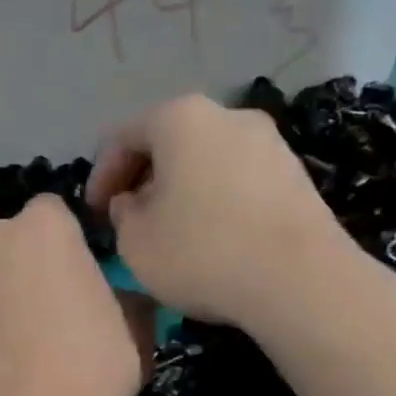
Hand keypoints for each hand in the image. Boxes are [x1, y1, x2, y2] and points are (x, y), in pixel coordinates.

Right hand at [86, 94, 344, 326]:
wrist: (301, 280)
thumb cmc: (203, 253)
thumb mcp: (135, 242)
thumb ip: (122, 215)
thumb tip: (133, 202)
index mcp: (180, 119)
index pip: (123, 136)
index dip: (101, 175)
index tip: (94, 214)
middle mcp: (227, 115)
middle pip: (169, 141)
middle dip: (143, 179)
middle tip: (129, 219)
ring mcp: (269, 142)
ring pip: (206, 159)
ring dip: (180, 189)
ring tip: (170, 230)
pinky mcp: (296, 174)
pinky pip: (238, 179)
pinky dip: (215, 199)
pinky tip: (213, 237)